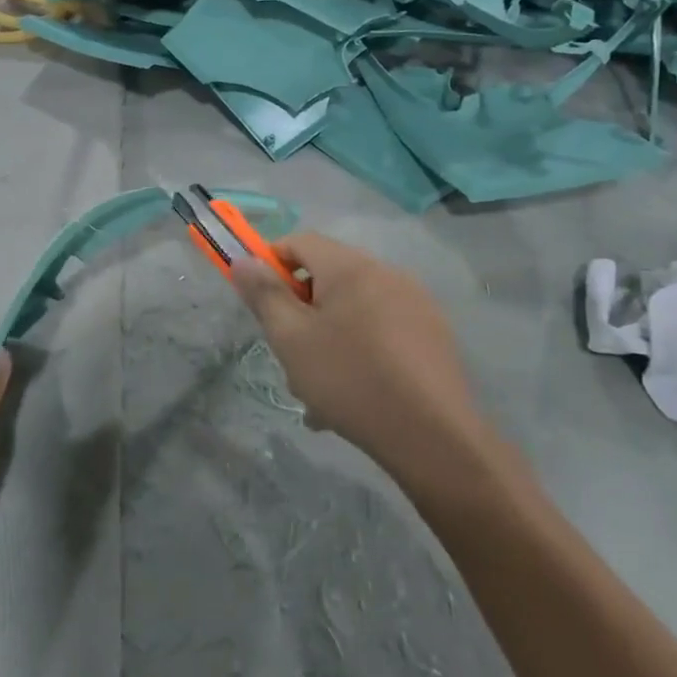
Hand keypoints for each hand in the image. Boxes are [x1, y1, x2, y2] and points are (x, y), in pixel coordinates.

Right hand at [232, 233, 479, 472]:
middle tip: (291, 355)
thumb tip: (243, 260)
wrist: (433, 436)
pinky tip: (352, 399)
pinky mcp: (433, 335)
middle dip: (301, 312)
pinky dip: (359, 352)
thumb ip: (264, 295)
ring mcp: (416, 304)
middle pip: (328, 277)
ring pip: (353, 310)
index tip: (261, 303)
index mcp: (351, 267)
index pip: (300, 241)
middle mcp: (386, 274)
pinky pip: (381, 332)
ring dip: (327, 338)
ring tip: (318, 392)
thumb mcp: (291, 339)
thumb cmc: (349, 380)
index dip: (272, 264)